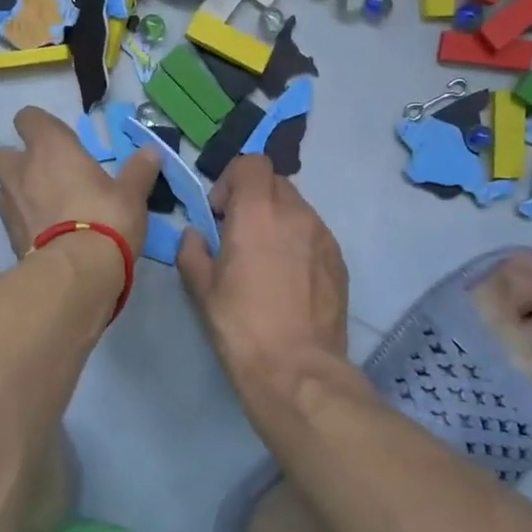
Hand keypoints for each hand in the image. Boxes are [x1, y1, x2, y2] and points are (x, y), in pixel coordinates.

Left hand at [0, 107, 157, 261]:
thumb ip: (139, 171)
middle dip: (14, 161)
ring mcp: (9, 205)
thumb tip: (152, 152)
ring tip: (41, 207)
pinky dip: (21, 223)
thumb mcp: (131, 194)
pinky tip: (42, 235)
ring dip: (15, 193)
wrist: (77, 271)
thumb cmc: (106, 218)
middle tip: (42, 175)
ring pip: (1, 189)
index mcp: (50, 148)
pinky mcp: (7, 237)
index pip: (28, 118)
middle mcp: (22, 170)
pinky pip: (9, 221)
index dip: (39, 127)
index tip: (59, 141)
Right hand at [177, 156, 349, 390]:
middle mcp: (296, 214)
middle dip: (253, 198)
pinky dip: (297, 242)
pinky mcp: (340, 261)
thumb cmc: (241, 325)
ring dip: (277, 220)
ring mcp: (323, 236)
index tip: (220, 212)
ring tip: (265, 260)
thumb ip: (192, 251)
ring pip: (297, 209)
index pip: (252, 163)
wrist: (297, 368)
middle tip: (238, 235)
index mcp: (258, 212)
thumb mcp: (201, 289)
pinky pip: (314, 235)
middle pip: (275, 183)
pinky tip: (288, 279)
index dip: (232, 180)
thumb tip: (195, 235)